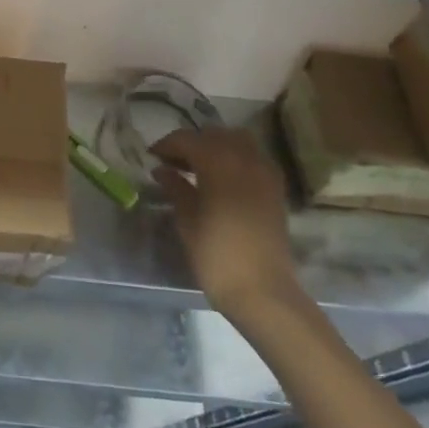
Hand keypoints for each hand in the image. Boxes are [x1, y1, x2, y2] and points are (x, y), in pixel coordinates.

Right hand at [151, 128, 301, 319]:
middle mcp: (244, 159)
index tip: (152, 157)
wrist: (264, 292)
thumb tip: (162, 170)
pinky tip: (224, 178)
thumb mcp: (187, 220)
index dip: (166, 145)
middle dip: (192, 142)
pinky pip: (254, 158)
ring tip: (199, 166)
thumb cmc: (216, 255)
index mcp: (218, 162)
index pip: (187, 139)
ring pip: (238, 141)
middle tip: (173, 161)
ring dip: (217, 146)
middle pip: (214, 135)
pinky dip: (237, 158)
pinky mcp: (276, 190)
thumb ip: (175, 188)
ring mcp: (264, 173)